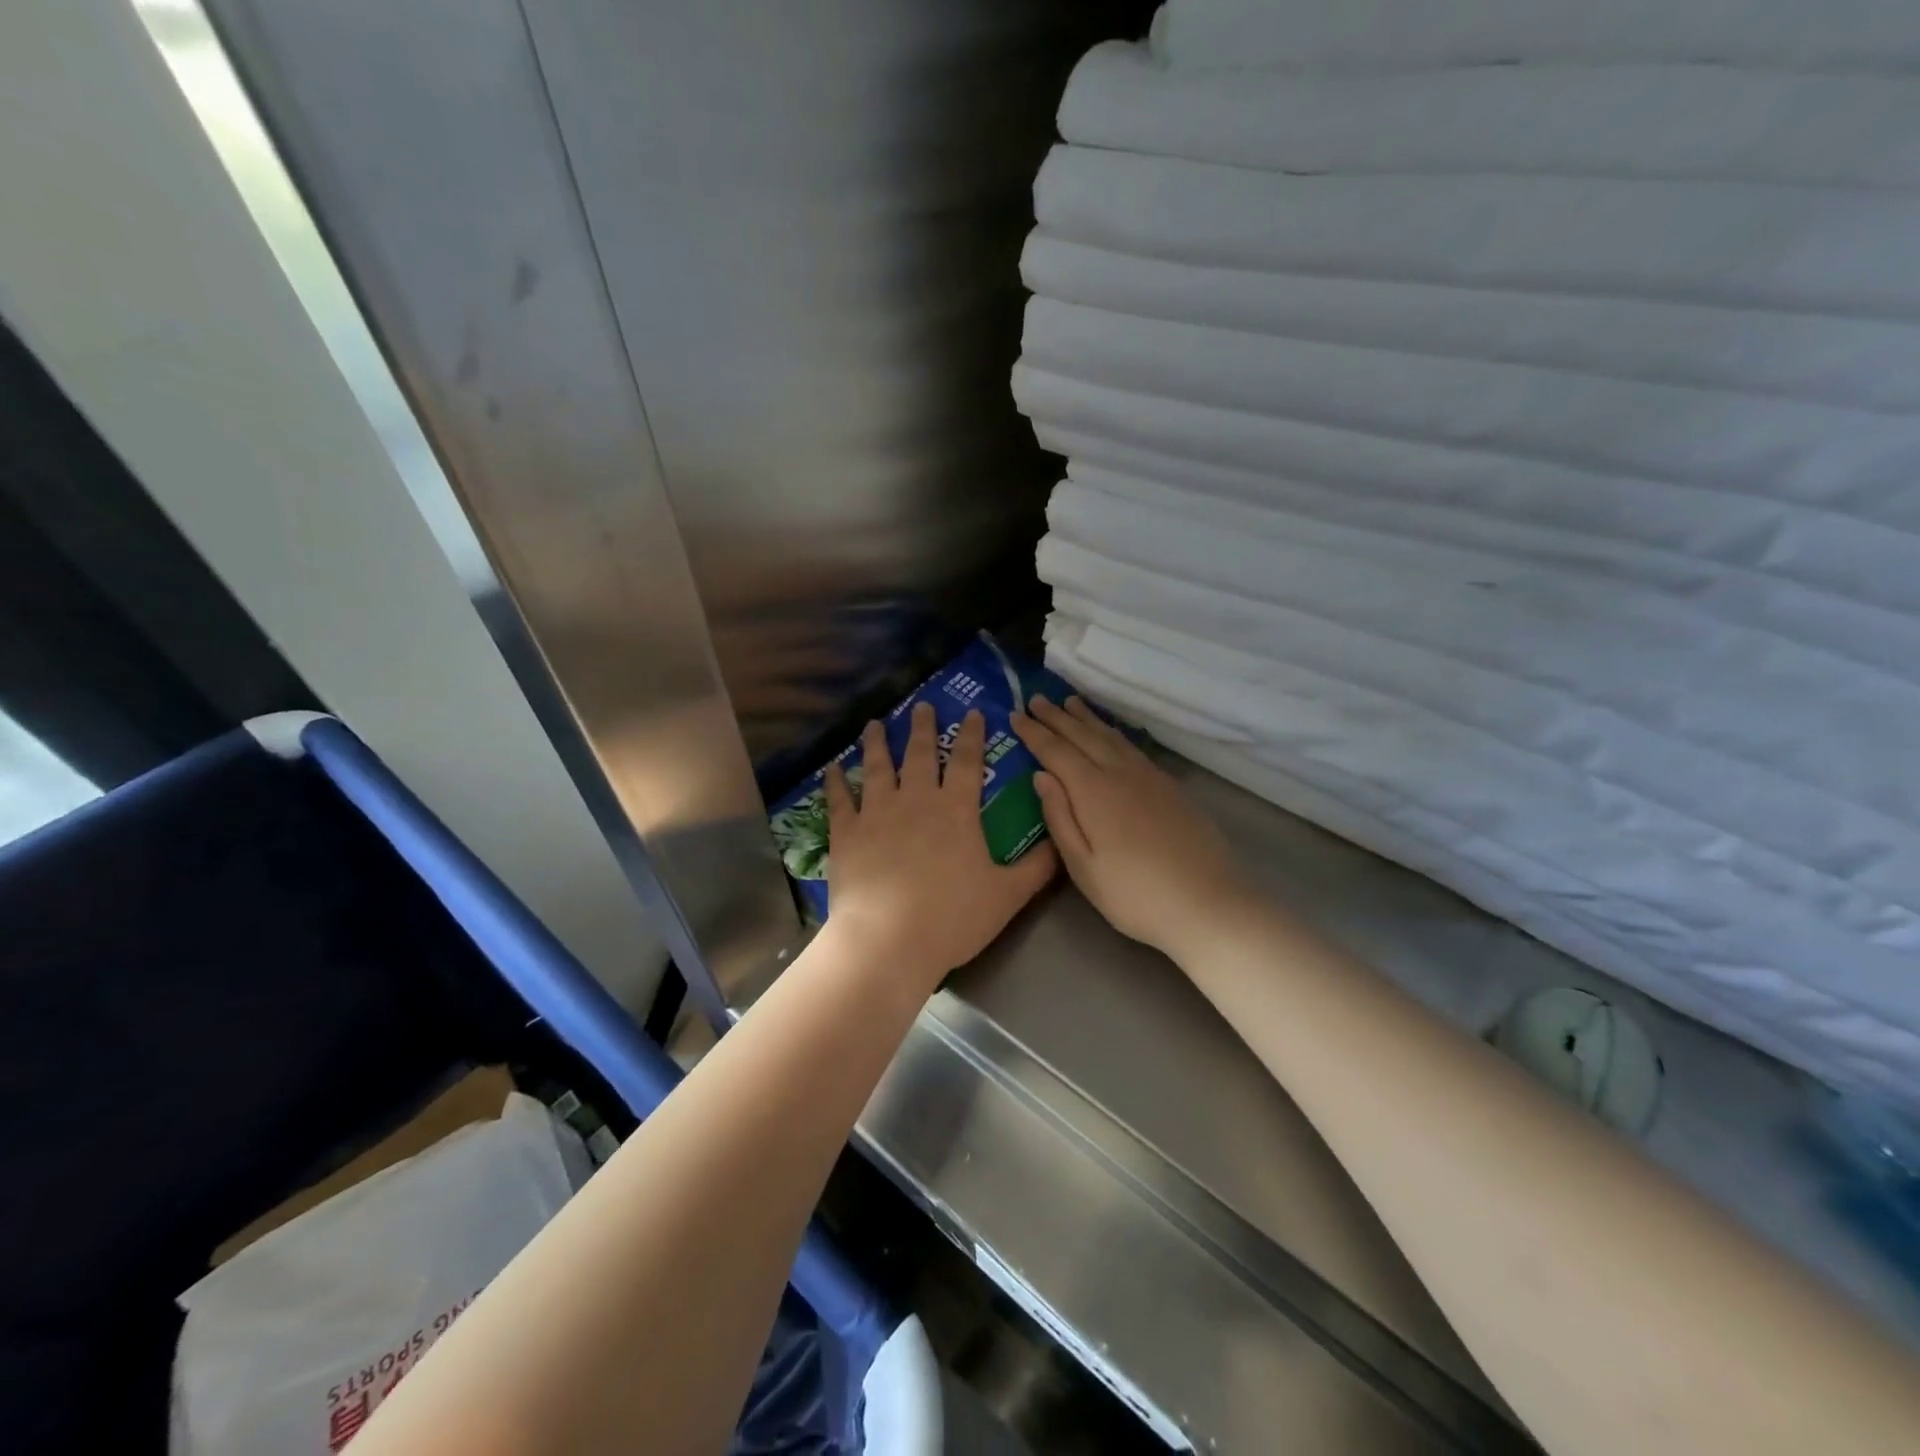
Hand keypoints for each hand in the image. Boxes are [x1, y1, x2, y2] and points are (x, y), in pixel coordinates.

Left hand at [823, 702, 1057, 999]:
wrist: (888, 941)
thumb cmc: (952, 917)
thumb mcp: (1007, 895)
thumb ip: (1037, 867)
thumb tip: (1060, 843)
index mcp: (956, 809)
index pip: (967, 761)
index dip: (972, 734)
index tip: (972, 711)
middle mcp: (915, 800)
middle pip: (919, 754)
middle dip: (922, 727)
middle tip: (921, 705)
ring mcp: (876, 813)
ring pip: (876, 767)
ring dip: (876, 743)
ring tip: (874, 724)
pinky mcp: (846, 833)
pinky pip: (840, 799)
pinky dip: (835, 781)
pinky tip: (832, 767)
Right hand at [1012, 695, 1251, 958]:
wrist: (1209, 903)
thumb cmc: (1135, 894)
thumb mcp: (1083, 867)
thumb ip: (1059, 817)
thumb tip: (1040, 776)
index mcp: (1093, 791)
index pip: (1055, 751)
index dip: (1034, 732)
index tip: (1015, 715)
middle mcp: (1120, 773)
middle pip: (1083, 736)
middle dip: (1056, 717)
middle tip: (1035, 698)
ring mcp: (1149, 777)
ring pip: (1110, 736)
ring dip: (1086, 718)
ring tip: (1070, 702)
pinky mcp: (1170, 786)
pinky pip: (1131, 747)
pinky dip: (1113, 732)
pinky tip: (1110, 734)